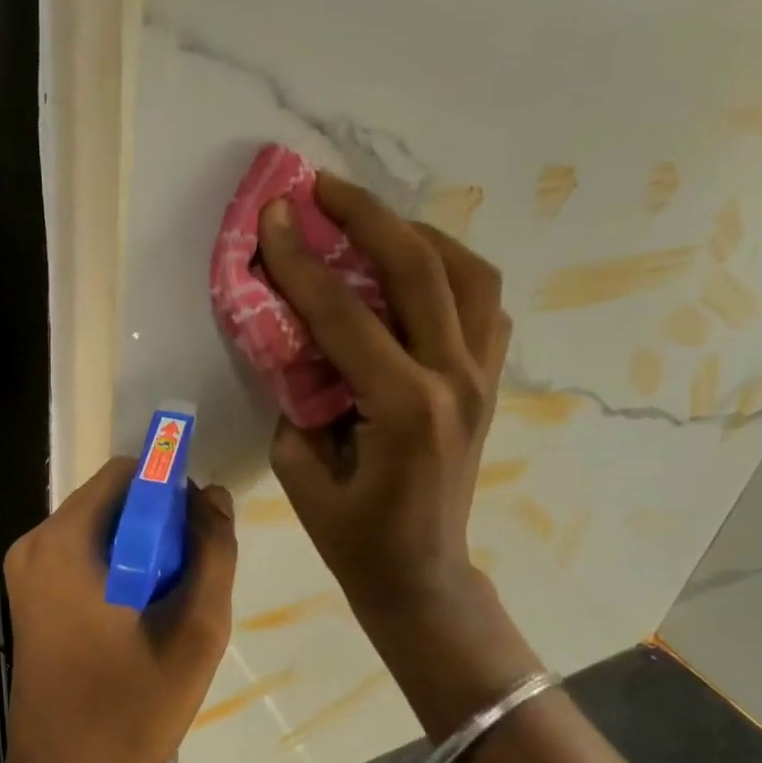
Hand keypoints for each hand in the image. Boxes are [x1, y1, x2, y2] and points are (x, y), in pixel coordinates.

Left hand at [0, 459, 236, 762]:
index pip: (127, 473)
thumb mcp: (195, 633)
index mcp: (63, 543)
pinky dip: (120, 568)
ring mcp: (27, 571)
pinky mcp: (30, 595)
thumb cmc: (129, 711)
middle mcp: (35, 545)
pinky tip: (141, 617)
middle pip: (113, 499)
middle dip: (160, 525)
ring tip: (169, 605)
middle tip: (190, 579)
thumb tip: (214, 496)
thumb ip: (213, 555)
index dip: (172, 491)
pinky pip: (85, 554)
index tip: (200, 534)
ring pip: (102, 528)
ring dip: (144, 550)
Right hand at [258, 173, 535, 731]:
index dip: (301, 262)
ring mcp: (483, 377)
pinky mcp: (489, 381)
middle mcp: (455, 380)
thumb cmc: (355, 539)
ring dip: (415, 234)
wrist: (423, 575)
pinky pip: (481, 303)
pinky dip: (448, 271)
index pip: (345, 316)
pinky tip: (410, 271)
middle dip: (366, 216)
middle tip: (321, 187)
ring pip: (468, 273)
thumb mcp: (302, 473)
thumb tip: (294, 341)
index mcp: (404, 409)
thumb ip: (296, 397)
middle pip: (419, 269)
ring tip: (368, 221)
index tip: (271, 216)